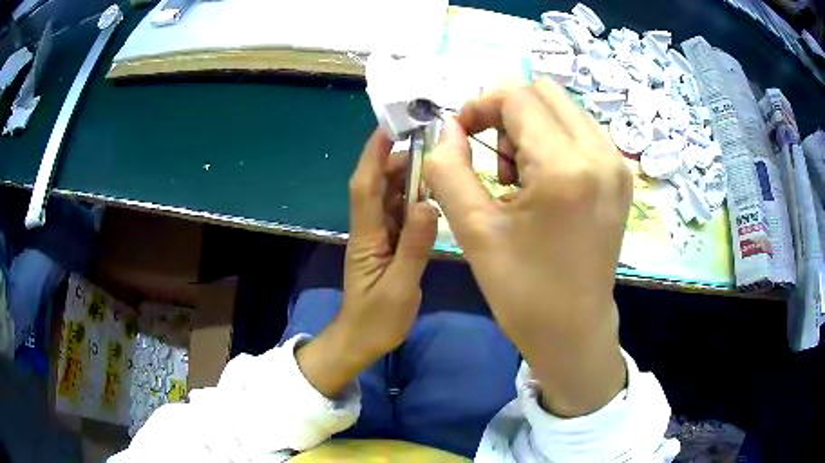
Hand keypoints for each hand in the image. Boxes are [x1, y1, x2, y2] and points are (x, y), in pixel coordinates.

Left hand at [298, 129, 437, 396]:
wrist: (360, 341)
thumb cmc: (376, 320)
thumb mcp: (399, 288)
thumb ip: (414, 248)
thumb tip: (429, 204)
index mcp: (367, 236)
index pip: (365, 185)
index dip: (374, 153)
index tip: (390, 126)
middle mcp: (370, 229)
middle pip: (378, 184)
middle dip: (397, 158)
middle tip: (429, 143)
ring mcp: (379, 236)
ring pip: (390, 196)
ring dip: (408, 176)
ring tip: (436, 163)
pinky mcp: (389, 245)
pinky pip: (401, 214)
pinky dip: (415, 199)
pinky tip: (434, 195)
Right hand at [423, 80, 630, 416]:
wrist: (574, 330)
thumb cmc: (523, 292)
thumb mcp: (473, 231)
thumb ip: (449, 169)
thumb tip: (447, 129)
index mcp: (566, 169)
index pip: (518, 99)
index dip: (480, 107)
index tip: (460, 136)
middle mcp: (601, 155)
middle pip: (544, 93)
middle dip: (506, 111)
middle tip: (491, 157)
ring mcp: (617, 164)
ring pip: (563, 109)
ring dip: (530, 125)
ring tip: (517, 176)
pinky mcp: (620, 176)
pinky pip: (580, 131)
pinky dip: (552, 139)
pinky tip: (542, 180)